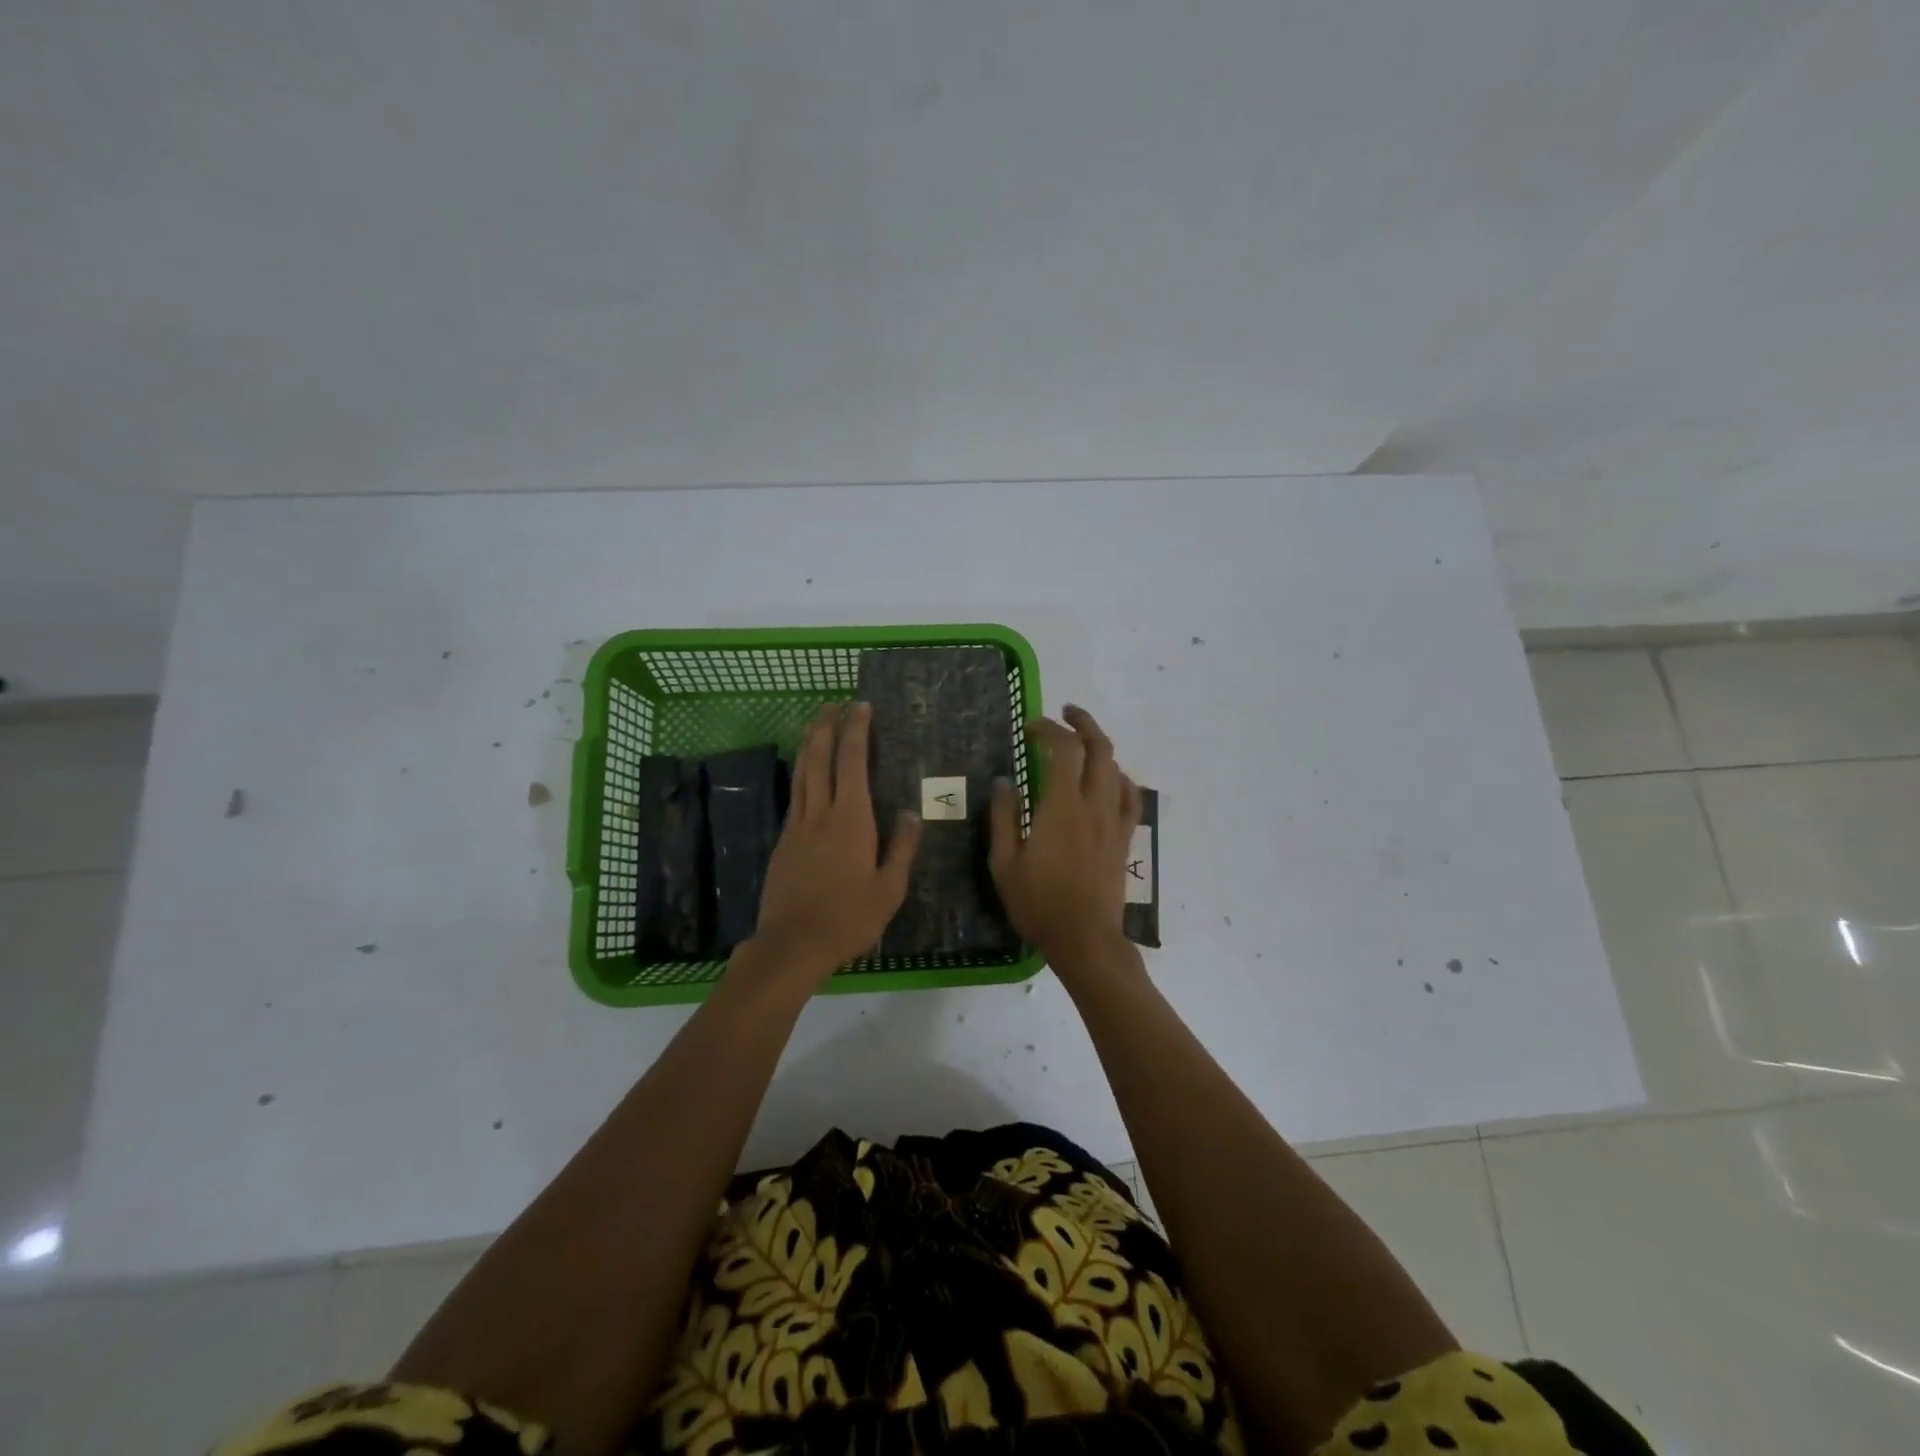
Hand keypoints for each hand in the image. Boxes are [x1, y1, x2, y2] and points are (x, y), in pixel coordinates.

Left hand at [746, 701, 922, 981]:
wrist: (792, 944)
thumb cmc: (848, 918)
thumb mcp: (889, 889)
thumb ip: (901, 847)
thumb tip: (910, 812)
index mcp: (851, 819)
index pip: (852, 762)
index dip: (856, 731)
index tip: (860, 707)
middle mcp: (820, 812)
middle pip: (818, 757)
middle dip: (826, 726)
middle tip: (833, 703)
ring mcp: (797, 825)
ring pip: (801, 772)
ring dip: (809, 743)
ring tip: (816, 723)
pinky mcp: (783, 840)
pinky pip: (795, 795)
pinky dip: (802, 773)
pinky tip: (806, 774)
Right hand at [990, 705, 1140, 960]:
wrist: (1085, 939)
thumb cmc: (1039, 904)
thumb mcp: (1004, 864)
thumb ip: (1003, 818)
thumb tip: (1004, 781)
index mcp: (1061, 808)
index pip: (1063, 749)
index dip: (1048, 729)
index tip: (1028, 727)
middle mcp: (1093, 806)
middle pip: (1098, 748)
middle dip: (1082, 723)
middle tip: (1063, 714)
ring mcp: (1113, 821)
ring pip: (1116, 768)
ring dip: (1100, 745)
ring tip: (1082, 740)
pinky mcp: (1124, 838)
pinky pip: (1130, 797)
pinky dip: (1119, 778)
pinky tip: (1108, 778)